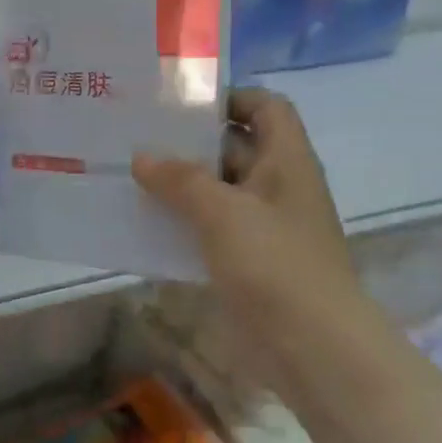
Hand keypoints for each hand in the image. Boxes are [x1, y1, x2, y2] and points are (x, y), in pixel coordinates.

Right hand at [132, 88, 360, 327]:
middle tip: (136, 136)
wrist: (312, 345)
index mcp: (286, 162)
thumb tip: (142, 156)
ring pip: (218, 190)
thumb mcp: (223, 213)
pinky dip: (182, 221)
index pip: (266, 107)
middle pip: (235, 146)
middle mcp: (277, 186)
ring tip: (129, 176)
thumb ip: (181, 180)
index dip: (231, 97)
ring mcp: (263, 225)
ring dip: (180, 184)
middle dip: (190, 141)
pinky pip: (210, 227)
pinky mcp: (248, 259)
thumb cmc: (275, 264)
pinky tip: (144, 223)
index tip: (180, 104)